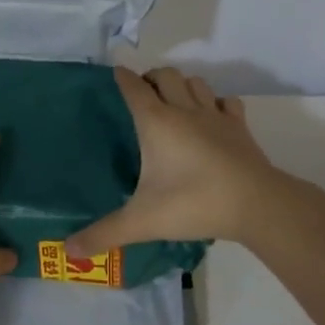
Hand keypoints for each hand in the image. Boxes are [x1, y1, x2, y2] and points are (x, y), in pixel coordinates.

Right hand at [68, 67, 282, 254]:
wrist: (256, 204)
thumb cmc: (193, 203)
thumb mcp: (141, 221)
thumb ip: (104, 234)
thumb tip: (68, 250)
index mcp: (157, 123)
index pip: (134, 88)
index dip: (123, 78)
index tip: (116, 74)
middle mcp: (185, 110)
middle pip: (166, 76)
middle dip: (152, 77)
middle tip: (143, 93)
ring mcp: (216, 117)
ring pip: (196, 83)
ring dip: (182, 85)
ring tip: (174, 100)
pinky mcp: (239, 128)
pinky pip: (226, 102)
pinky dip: (215, 102)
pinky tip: (212, 116)